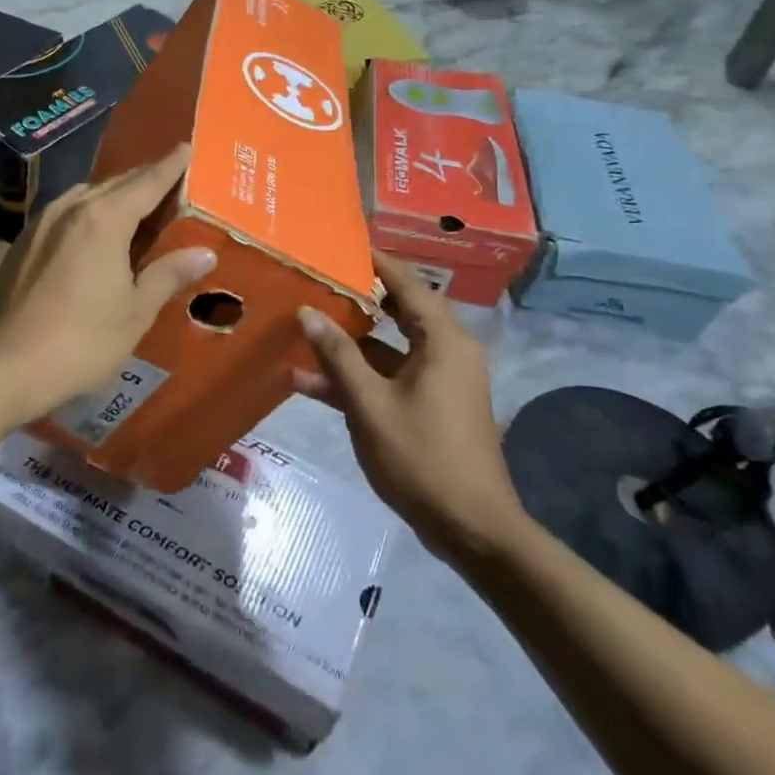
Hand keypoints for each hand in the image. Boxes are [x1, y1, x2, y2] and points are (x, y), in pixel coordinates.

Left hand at [0, 144, 215, 416]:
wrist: (3, 364)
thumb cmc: (80, 340)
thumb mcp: (135, 312)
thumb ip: (169, 275)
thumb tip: (205, 253)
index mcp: (104, 218)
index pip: (148, 181)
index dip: (171, 165)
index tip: (188, 147)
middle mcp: (72, 207)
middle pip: (118, 182)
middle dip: (147, 178)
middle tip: (174, 180)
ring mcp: (42, 221)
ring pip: (89, 194)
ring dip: (117, 194)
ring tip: (140, 205)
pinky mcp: (24, 240)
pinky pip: (68, 211)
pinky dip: (92, 210)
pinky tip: (98, 231)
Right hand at [296, 253, 528, 560]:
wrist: (473, 529)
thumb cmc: (422, 456)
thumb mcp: (369, 403)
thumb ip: (337, 355)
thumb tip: (306, 311)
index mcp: (442, 340)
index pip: (406, 284)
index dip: (374, 262)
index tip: (341, 245)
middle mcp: (447, 351)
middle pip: (397, 311)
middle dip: (355, 299)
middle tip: (315, 281)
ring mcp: (439, 381)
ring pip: (389, 348)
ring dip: (349, 345)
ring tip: (302, 329)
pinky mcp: (431, 406)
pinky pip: (391, 377)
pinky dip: (359, 377)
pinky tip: (310, 382)